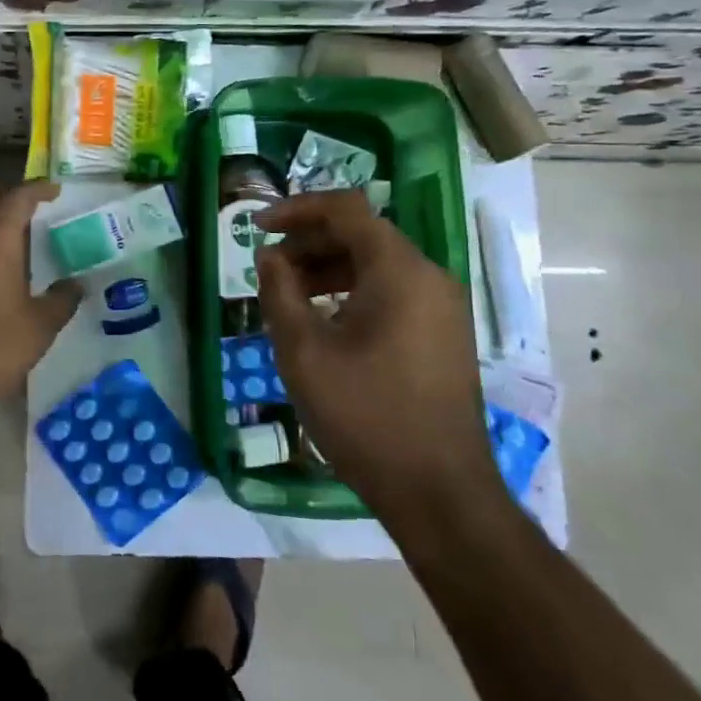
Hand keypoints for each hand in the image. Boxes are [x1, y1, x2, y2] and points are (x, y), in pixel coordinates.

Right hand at [253, 191, 499, 539]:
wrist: (439, 491)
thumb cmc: (365, 415)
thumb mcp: (304, 352)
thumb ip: (279, 292)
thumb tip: (268, 257)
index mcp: (399, 271)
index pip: (346, 209)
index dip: (297, 209)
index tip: (257, 226)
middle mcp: (429, 277)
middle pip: (363, 234)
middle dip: (309, 242)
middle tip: (268, 266)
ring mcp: (442, 307)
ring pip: (378, 264)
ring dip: (328, 268)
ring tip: (288, 294)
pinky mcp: (443, 334)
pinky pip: (393, 292)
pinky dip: (353, 291)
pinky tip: (324, 321)